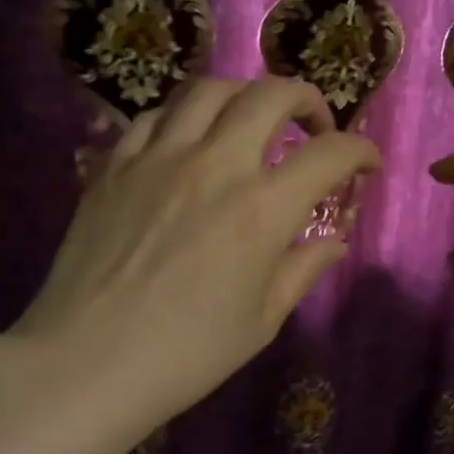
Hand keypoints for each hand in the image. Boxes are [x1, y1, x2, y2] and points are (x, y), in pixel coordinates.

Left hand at [14, 77, 377, 424]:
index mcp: (262, 211)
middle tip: (314, 126)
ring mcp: (159, 158)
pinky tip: (191, 141)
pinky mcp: (115, 165)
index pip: (329, 154)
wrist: (86, 363)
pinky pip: (157, 116)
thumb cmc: (186, 354)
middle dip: (307, 99)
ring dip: (245, 96)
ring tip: (253, 122)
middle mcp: (215, 166)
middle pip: (270, 95)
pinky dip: (187, 117)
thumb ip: (302, 269)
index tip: (367, 164)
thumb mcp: (261, 320)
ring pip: (210, 90)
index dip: (360, 151)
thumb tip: (334, 242)